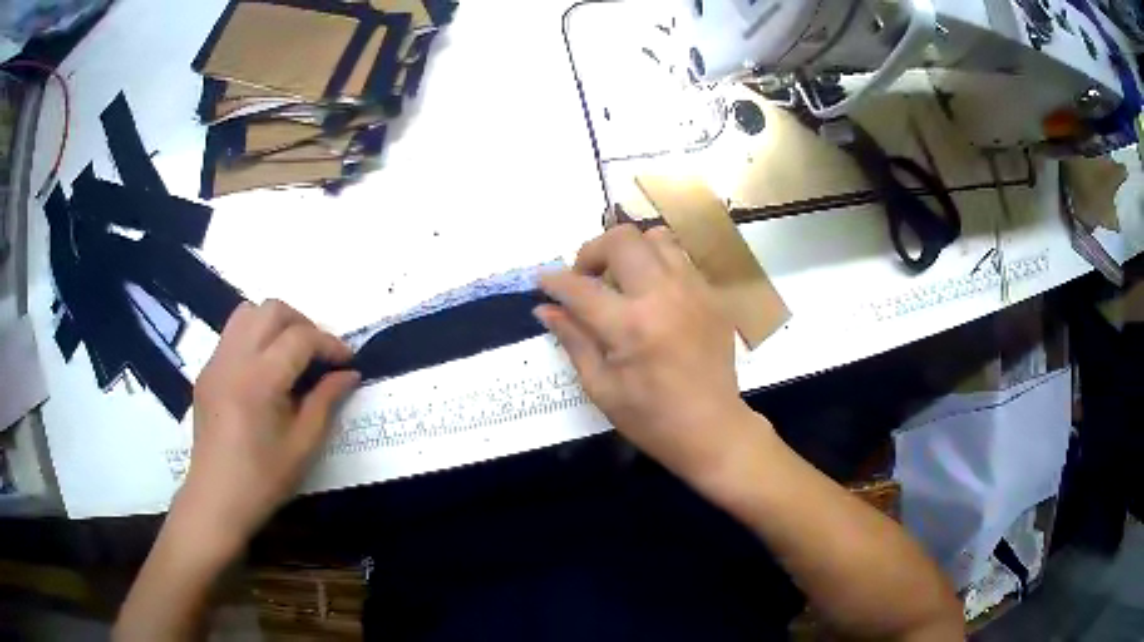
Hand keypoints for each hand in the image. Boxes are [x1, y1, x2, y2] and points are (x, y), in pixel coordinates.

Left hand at [178, 300, 359, 550]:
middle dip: (303, 323)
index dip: (330, 343)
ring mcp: (215, 362)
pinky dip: (255, 337)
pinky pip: (232, 335)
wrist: (216, 499)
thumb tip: (350, 374)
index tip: (348, 361)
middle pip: (272, 310)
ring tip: (291, 354)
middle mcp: (233, 358)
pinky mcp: (206, 371)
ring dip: (275, 323)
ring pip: (248, 313)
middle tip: (319, 354)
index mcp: (259, 379)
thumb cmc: (263, 479)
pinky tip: (264, 371)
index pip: (300, 337)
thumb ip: (327, 401)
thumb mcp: (304, 445)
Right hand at [537, 225, 762, 483]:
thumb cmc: (651, 418)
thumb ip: (573, 340)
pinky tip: (653, 295)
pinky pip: (680, 259)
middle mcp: (664, 296)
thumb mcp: (601, 387)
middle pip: (622, 239)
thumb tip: (545, 309)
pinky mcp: (712, 296)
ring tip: (622, 281)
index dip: (554, 281)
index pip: (580, 287)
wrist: (712, 428)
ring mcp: (694, 291)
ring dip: (630, 251)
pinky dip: (658, 265)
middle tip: (585, 279)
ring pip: (656, 238)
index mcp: (631, 326)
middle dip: (592, 251)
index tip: (542, 281)